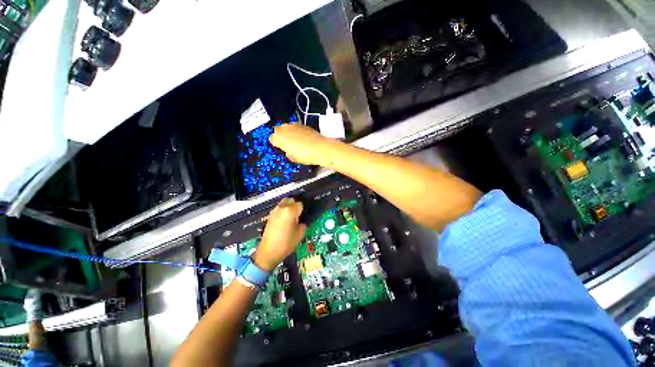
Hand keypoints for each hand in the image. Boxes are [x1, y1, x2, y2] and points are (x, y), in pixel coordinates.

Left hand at [253, 198, 306, 270]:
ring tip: (291, 218)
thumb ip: (304, 223)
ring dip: (289, 207)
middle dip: (295, 205)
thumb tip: (302, 220)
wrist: (268, 252)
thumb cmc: (286, 243)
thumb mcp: (300, 234)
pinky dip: (283, 211)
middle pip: (291, 200)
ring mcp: (274, 211)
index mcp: (290, 211)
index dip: (303, 210)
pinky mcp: (270, 216)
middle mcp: (282, 208)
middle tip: (298, 215)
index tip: (304, 216)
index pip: (300, 204)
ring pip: (284, 203)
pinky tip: (284, 221)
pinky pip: (279, 208)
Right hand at [269, 124, 337, 165]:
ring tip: (294, 140)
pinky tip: (302, 137)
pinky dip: (296, 131)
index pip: (272, 138)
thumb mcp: (293, 158)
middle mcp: (285, 129)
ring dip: (288, 132)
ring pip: (286, 126)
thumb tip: (288, 151)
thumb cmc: (306, 155)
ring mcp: (294, 125)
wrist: (321, 149)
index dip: (275, 143)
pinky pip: (296, 126)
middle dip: (280, 135)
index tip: (279, 147)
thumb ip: (287, 152)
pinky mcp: (303, 124)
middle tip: (285, 143)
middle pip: (277, 130)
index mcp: (279, 138)